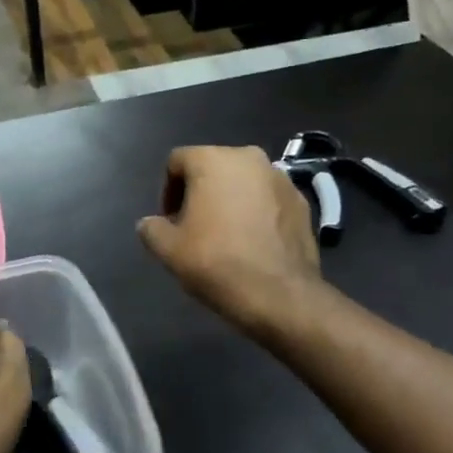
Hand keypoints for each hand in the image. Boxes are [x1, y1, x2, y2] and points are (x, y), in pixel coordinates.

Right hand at [137, 146, 321, 330]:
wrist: (279, 294)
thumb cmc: (216, 262)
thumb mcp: (168, 249)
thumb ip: (151, 228)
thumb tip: (149, 223)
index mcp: (213, 159)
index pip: (177, 161)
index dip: (167, 190)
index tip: (170, 221)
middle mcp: (249, 157)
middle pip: (213, 167)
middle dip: (200, 192)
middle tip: (194, 226)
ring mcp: (280, 178)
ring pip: (243, 182)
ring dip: (230, 200)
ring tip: (225, 235)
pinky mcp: (302, 202)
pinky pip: (268, 199)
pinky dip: (257, 212)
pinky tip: (253, 241)